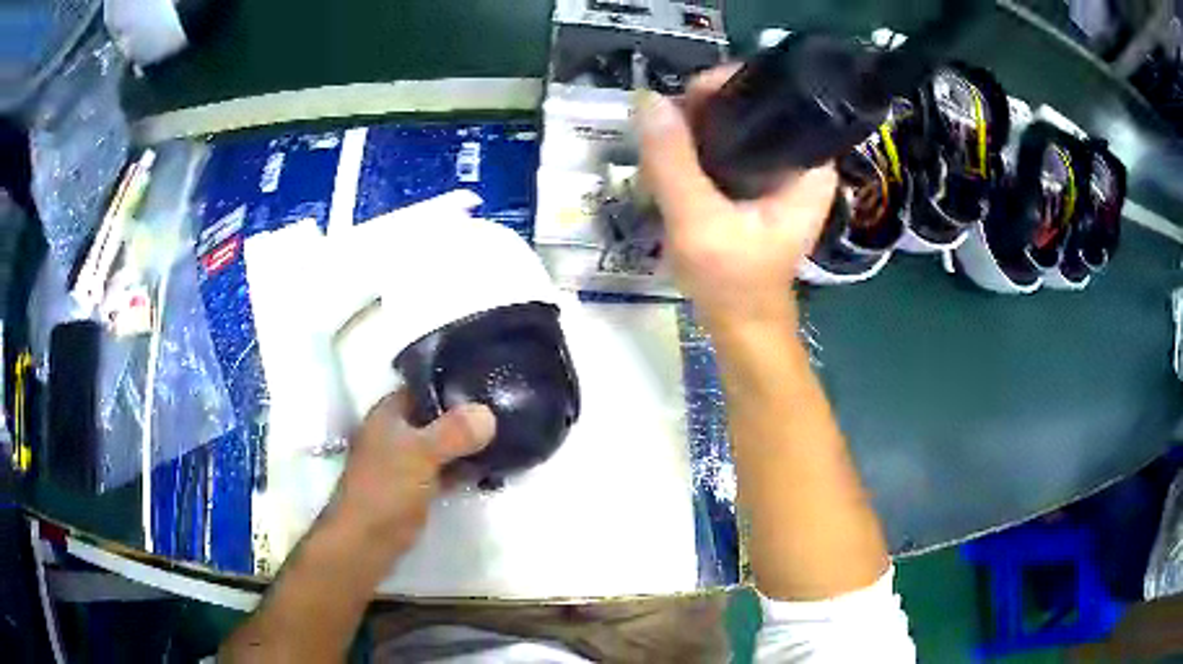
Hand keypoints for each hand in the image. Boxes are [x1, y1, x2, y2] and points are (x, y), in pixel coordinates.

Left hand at [330, 391, 496, 557]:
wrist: (366, 543)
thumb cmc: (386, 490)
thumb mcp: (421, 454)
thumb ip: (454, 432)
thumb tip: (488, 413)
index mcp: (389, 413)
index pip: (424, 385)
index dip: (455, 383)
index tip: (491, 381)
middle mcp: (396, 433)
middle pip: (436, 416)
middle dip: (467, 416)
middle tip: (506, 411)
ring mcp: (404, 462)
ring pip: (442, 445)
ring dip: (467, 445)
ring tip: (506, 439)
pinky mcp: (415, 488)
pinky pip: (444, 470)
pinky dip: (463, 470)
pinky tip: (489, 470)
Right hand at [638, 66, 837, 326]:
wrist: (740, 323)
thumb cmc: (732, 281)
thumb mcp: (698, 222)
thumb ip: (673, 162)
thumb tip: (648, 100)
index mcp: (808, 166)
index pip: (774, 98)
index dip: (726, 87)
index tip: (685, 98)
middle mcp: (800, 160)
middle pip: (751, 106)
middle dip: (704, 109)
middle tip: (666, 128)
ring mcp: (779, 171)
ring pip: (735, 125)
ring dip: (696, 127)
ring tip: (664, 143)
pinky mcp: (758, 183)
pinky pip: (727, 146)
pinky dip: (698, 146)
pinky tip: (674, 156)